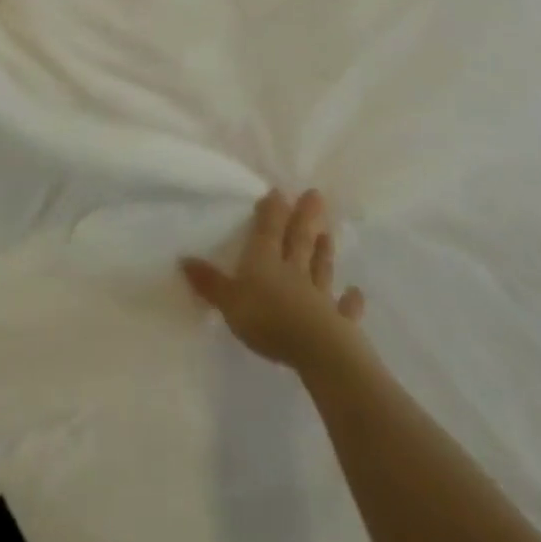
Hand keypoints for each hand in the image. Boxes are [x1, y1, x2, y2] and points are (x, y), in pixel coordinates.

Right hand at [183, 189, 366, 374]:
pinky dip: (351, 301)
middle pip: (299, 239)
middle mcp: (293, 270)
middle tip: (315, 195)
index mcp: (266, 261)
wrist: (315, 349)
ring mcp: (318, 295)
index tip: (278, 192)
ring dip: (324, 250)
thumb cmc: (267, 319)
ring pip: (320, 267)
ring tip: (328, 233)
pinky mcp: (337, 321)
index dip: (272, 211)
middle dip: (304, 217)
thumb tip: (183, 258)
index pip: (268, 230)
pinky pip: (344, 308)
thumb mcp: (229, 301)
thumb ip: (209, 282)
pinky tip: (357, 293)